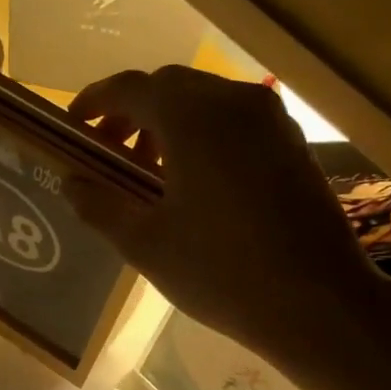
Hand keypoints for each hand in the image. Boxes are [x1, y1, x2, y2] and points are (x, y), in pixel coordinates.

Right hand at [67, 66, 390, 367]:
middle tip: (108, 155)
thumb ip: (99, 204)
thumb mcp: (144, 243)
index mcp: (192, 118)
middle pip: (167, 87)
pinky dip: (200, 134)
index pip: (129, 88)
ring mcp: (270, 119)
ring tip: (148, 173)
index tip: (72, 128)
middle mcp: (233, 102)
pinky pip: (233, 119)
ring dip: (165, 124)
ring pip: (203, 100)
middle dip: (129, 113)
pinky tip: (192, 182)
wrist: (318, 302)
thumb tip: (71, 182)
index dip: (93, 103)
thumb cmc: (219, 271)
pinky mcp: (291, 142)